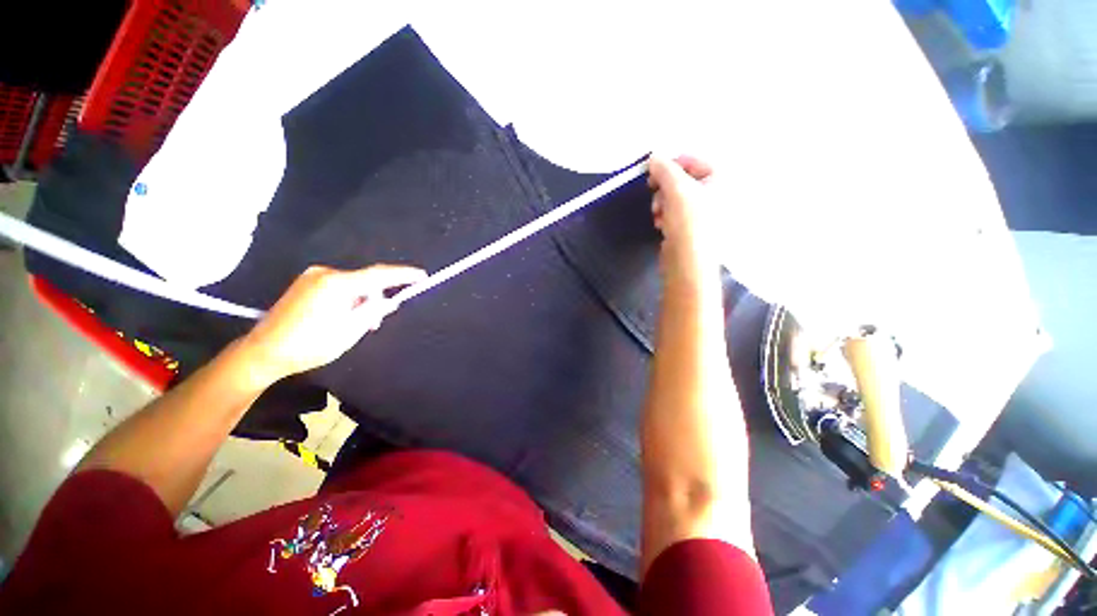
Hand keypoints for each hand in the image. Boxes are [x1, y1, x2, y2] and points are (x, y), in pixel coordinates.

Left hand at [242, 264, 426, 382]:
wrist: (262, 352)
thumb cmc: (309, 345)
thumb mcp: (350, 331)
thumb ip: (373, 312)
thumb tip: (389, 301)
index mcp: (337, 284)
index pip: (379, 274)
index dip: (403, 275)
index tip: (422, 276)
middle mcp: (324, 273)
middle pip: (365, 280)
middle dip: (377, 297)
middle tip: (378, 321)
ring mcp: (312, 277)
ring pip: (352, 285)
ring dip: (362, 301)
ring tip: (359, 324)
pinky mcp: (305, 284)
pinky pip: (338, 287)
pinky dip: (348, 299)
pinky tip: (344, 316)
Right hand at [648, 154, 719, 284]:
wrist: (688, 261)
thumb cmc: (688, 222)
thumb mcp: (676, 189)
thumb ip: (664, 169)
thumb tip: (653, 157)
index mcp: (721, 178)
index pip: (691, 159)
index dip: (669, 164)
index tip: (651, 173)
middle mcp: (716, 192)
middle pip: (681, 179)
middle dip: (664, 188)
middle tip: (654, 195)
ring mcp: (704, 211)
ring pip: (675, 196)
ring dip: (661, 202)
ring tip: (658, 214)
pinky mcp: (691, 226)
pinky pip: (674, 211)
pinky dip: (665, 214)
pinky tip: (661, 223)